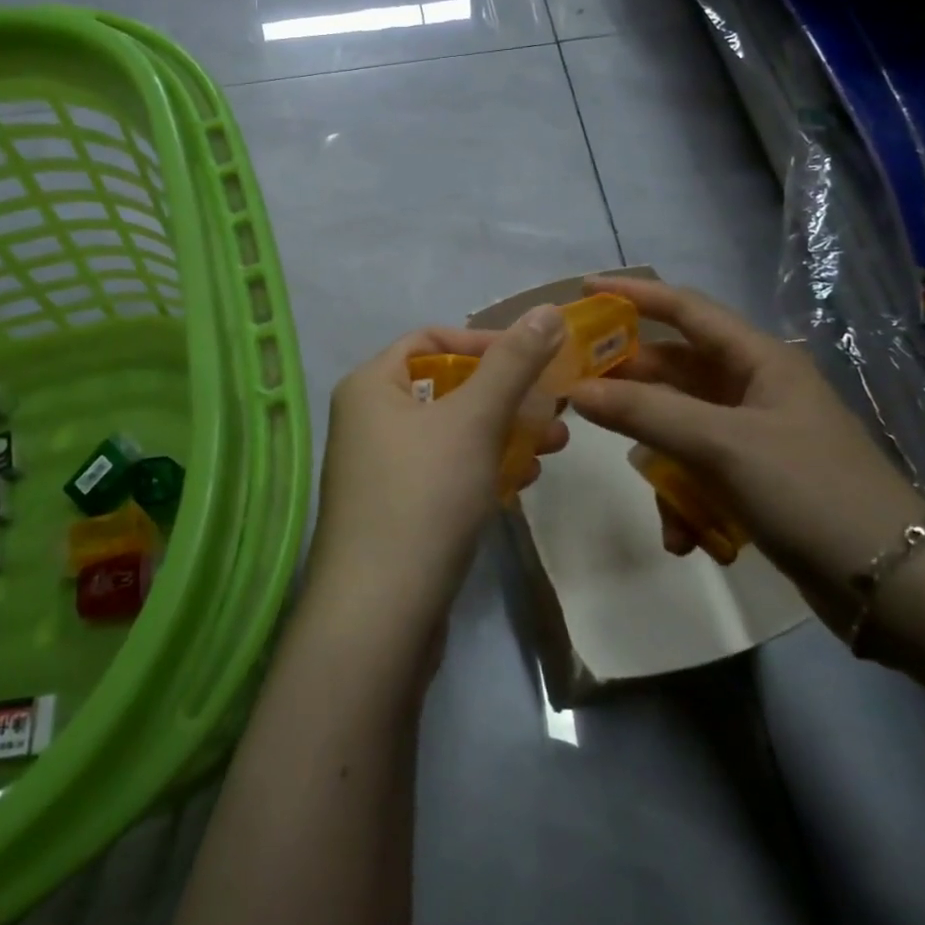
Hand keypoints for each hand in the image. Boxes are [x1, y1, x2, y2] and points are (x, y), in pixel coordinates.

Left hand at [307, 307, 569, 634]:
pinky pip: (446, 471)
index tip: (535, 360)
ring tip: (555, 446)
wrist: (379, 614)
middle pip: (446, 388)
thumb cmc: (423, 496)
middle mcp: (367, 420)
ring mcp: (379, 468)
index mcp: (370, 386)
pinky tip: (521, 482)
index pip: (430, 341)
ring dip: (503, 433)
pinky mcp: (396, 510)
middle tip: (556, 407)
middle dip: (506, 395)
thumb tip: (549, 309)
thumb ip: (513, 363)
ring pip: (452, 433)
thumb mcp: (474, 420)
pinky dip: (483, 468)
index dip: (484, 343)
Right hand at [568, 276, 924, 636]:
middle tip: (578, 394)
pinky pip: (698, 470)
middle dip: (630, 385)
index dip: (634, 295)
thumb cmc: (809, 490)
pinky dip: (684, 499)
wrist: (893, 583)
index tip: (583, 290)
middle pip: (674, 370)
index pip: (685, 309)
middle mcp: (754, 387)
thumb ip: (645, 412)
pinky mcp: (754, 477)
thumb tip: (578, 389)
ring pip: (680, 426)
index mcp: (758, 360)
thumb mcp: (721, 445)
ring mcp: (754, 434)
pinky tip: (682, 536)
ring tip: (654, 499)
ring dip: (660, 461)